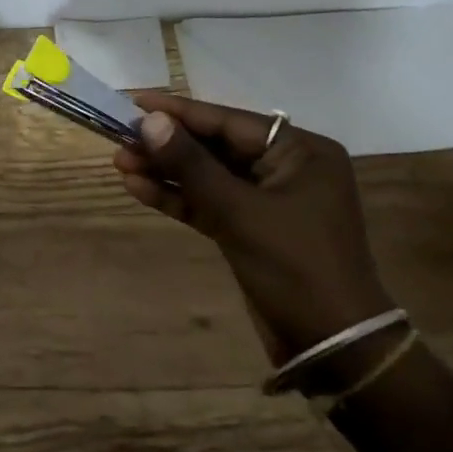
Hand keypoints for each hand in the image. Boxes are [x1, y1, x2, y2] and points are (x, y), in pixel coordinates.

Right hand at [113, 92, 390, 362]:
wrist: (332, 349)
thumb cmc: (295, 267)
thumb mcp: (240, 212)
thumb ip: (192, 165)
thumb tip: (149, 121)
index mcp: (301, 151)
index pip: (229, 121)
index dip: (180, 112)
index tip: (135, 101)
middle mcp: (286, 168)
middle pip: (216, 147)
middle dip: (168, 145)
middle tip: (120, 137)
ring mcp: (268, 200)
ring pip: (208, 176)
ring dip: (167, 171)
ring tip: (120, 162)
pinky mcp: (251, 229)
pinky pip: (210, 203)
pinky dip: (178, 198)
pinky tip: (139, 189)